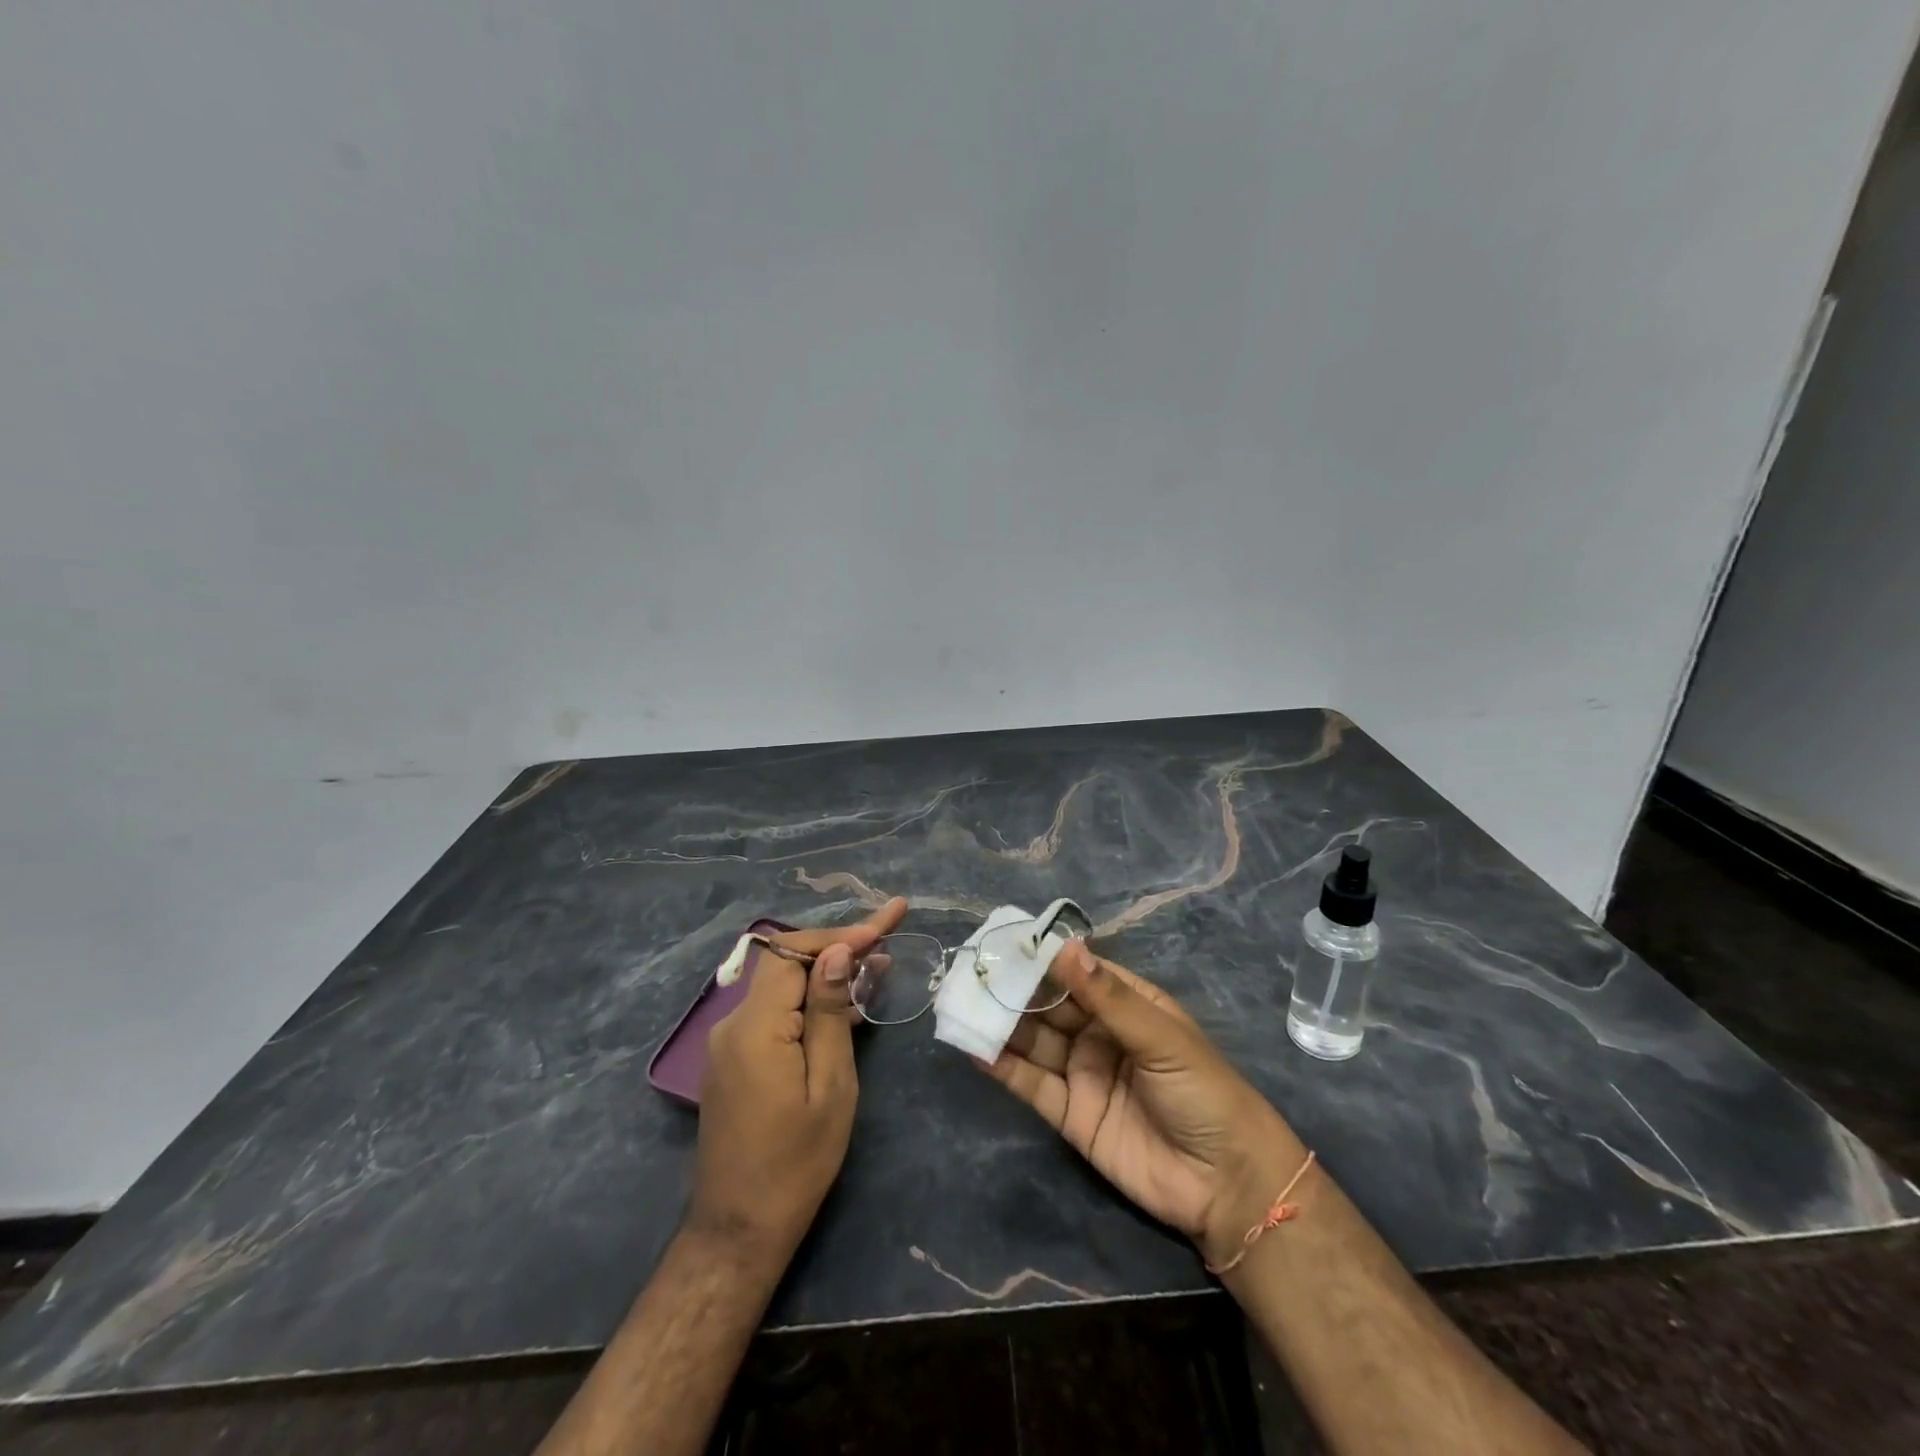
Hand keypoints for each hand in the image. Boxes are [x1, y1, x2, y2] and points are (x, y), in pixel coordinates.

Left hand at [689, 899, 907, 1262]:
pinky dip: (812, 1001)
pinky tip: (849, 1003)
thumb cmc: (796, 1162)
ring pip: (784, 986)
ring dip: (828, 972)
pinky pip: (777, 1012)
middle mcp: (734, 1024)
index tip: (886, 924)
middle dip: (839, 946)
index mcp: (756, 1027)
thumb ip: (829, 1013)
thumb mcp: (829, 1086)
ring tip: (880, 964)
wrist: (741, 1229)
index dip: (840, 935)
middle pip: (788, 963)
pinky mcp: (737, 1058)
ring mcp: (731, 1042)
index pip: (794, 953)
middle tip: (888, 935)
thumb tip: (836, 953)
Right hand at [977, 939, 1305, 1269]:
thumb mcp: (1160, 1037)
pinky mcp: (1070, 1114)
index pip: (1077, 973)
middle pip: (1050, 1006)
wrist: (1225, 1184)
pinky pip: (1031, 1085)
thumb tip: (1064, 948)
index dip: (1043, 959)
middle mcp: (1100, 1033)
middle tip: (972, 974)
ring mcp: (1082, 1073)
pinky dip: (1003, 1068)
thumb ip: (1108, 997)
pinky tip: (975, 1049)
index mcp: (1127, 1005)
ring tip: (964, 1005)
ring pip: (1034, 1042)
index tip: (1004, 943)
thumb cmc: (1203, 1091)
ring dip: (1001, 1025)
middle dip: (1014, 991)